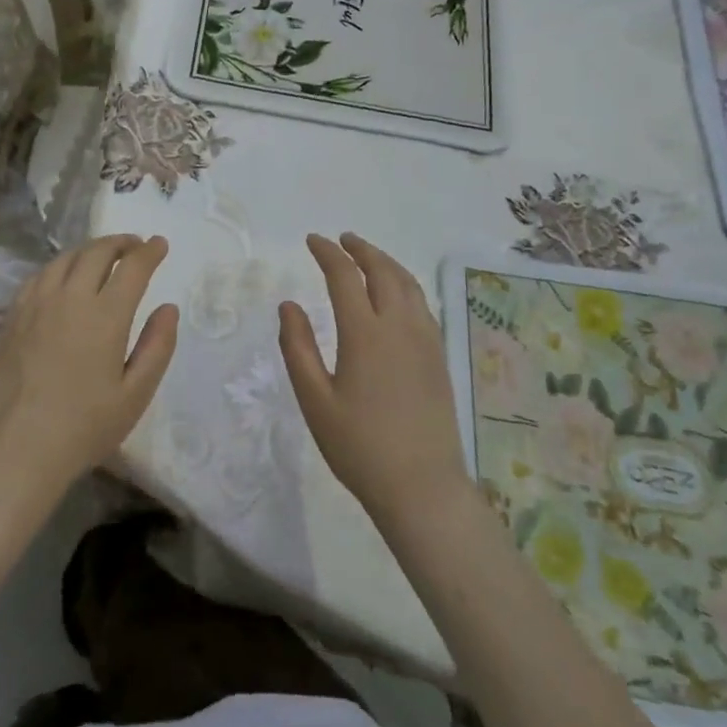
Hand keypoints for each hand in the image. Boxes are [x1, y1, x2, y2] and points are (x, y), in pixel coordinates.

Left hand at [0, 235, 178, 501]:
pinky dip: (58, 267)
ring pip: (64, 259)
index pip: (132, 267)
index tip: (160, 244)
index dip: (149, 251)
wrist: (19, 447)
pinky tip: (61, 277)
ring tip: (101, 256)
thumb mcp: (136, 394)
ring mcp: (36, 304)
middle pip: (96, 252)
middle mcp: (70, 298)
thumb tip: (168, 308)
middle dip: (120, 243)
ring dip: (88, 250)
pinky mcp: (12, 316)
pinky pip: (38, 276)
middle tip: (134, 246)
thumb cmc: (85, 426)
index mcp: (105, 315)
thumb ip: (157, 346)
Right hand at [279, 233, 467, 526]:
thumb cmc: (359, 446)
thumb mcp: (315, 400)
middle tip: (343, 239)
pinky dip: (404, 285)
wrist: (422, 487)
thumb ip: (298, 348)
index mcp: (365, 334)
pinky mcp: (438, 357)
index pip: (344, 276)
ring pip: (408, 285)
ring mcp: (425, 341)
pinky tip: (396, 294)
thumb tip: (288, 305)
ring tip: (368, 257)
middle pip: (383, 271)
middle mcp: (399, 327)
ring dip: (386, 263)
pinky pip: (422, 305)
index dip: (327, 253)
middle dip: (361, 249)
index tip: (313, 240)